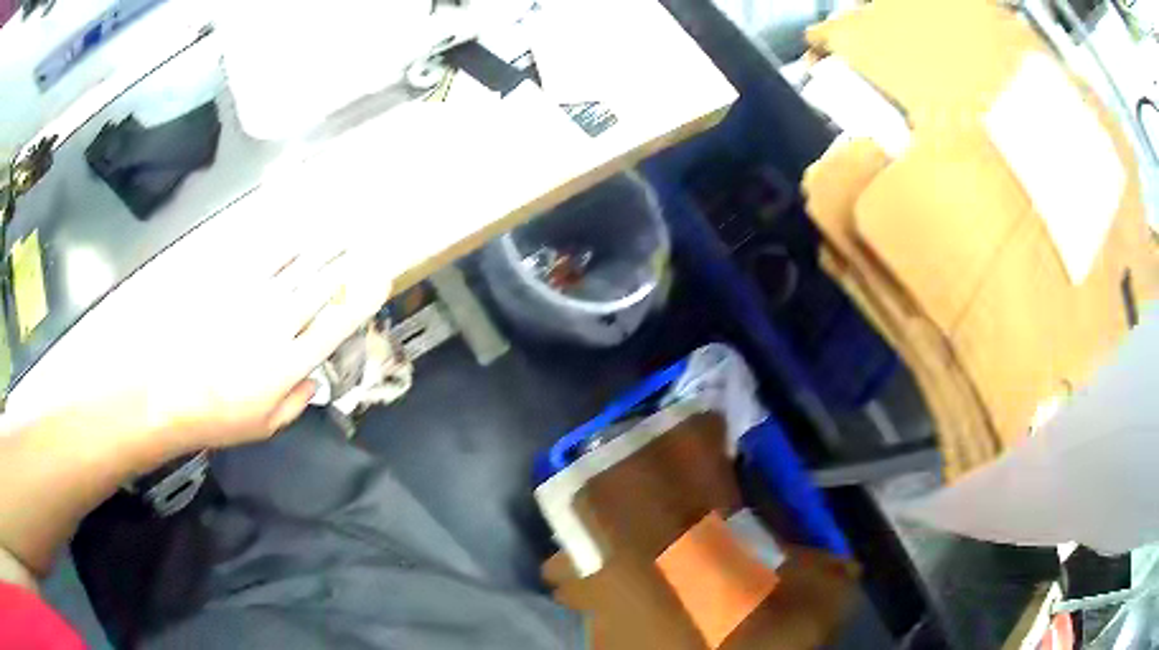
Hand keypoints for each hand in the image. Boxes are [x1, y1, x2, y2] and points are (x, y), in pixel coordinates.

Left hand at [143, 246, 392, 453]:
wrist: (170, 393)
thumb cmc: (219, 417)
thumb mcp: (264, 427)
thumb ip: (295, 403)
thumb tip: (313, 378)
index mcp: (289, 365)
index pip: (335, 326)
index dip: (361, 301)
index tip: (381, 281)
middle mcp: (278, 326)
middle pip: (320, 288)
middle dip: (346, 265)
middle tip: (364, 247)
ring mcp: (252, 301)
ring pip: (297, 268)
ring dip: (323, 249)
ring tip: (341, 233)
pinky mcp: (229, 286)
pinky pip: (263, 259)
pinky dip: (285, 245)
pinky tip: (298, 235)